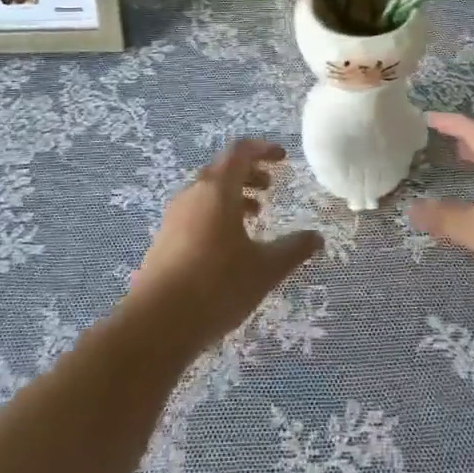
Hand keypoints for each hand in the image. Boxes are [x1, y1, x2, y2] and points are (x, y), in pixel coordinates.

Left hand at [127, 139, 323, 353]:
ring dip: (232, 195)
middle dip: (249, 173)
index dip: (263, 149)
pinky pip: (195, 211)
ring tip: (254, 216)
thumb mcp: (264, 269)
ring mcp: (174, 216)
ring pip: (207, 191)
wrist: (156, 323)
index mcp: (217, 189)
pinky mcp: (164, 239)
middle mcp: (193, 193)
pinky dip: (216, 213)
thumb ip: (293, 249)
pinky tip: (228, 244)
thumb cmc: (216, 286)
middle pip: (222, 168)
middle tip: (270, 188)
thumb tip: (316, 237)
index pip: (240, 151)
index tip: (282, 158)